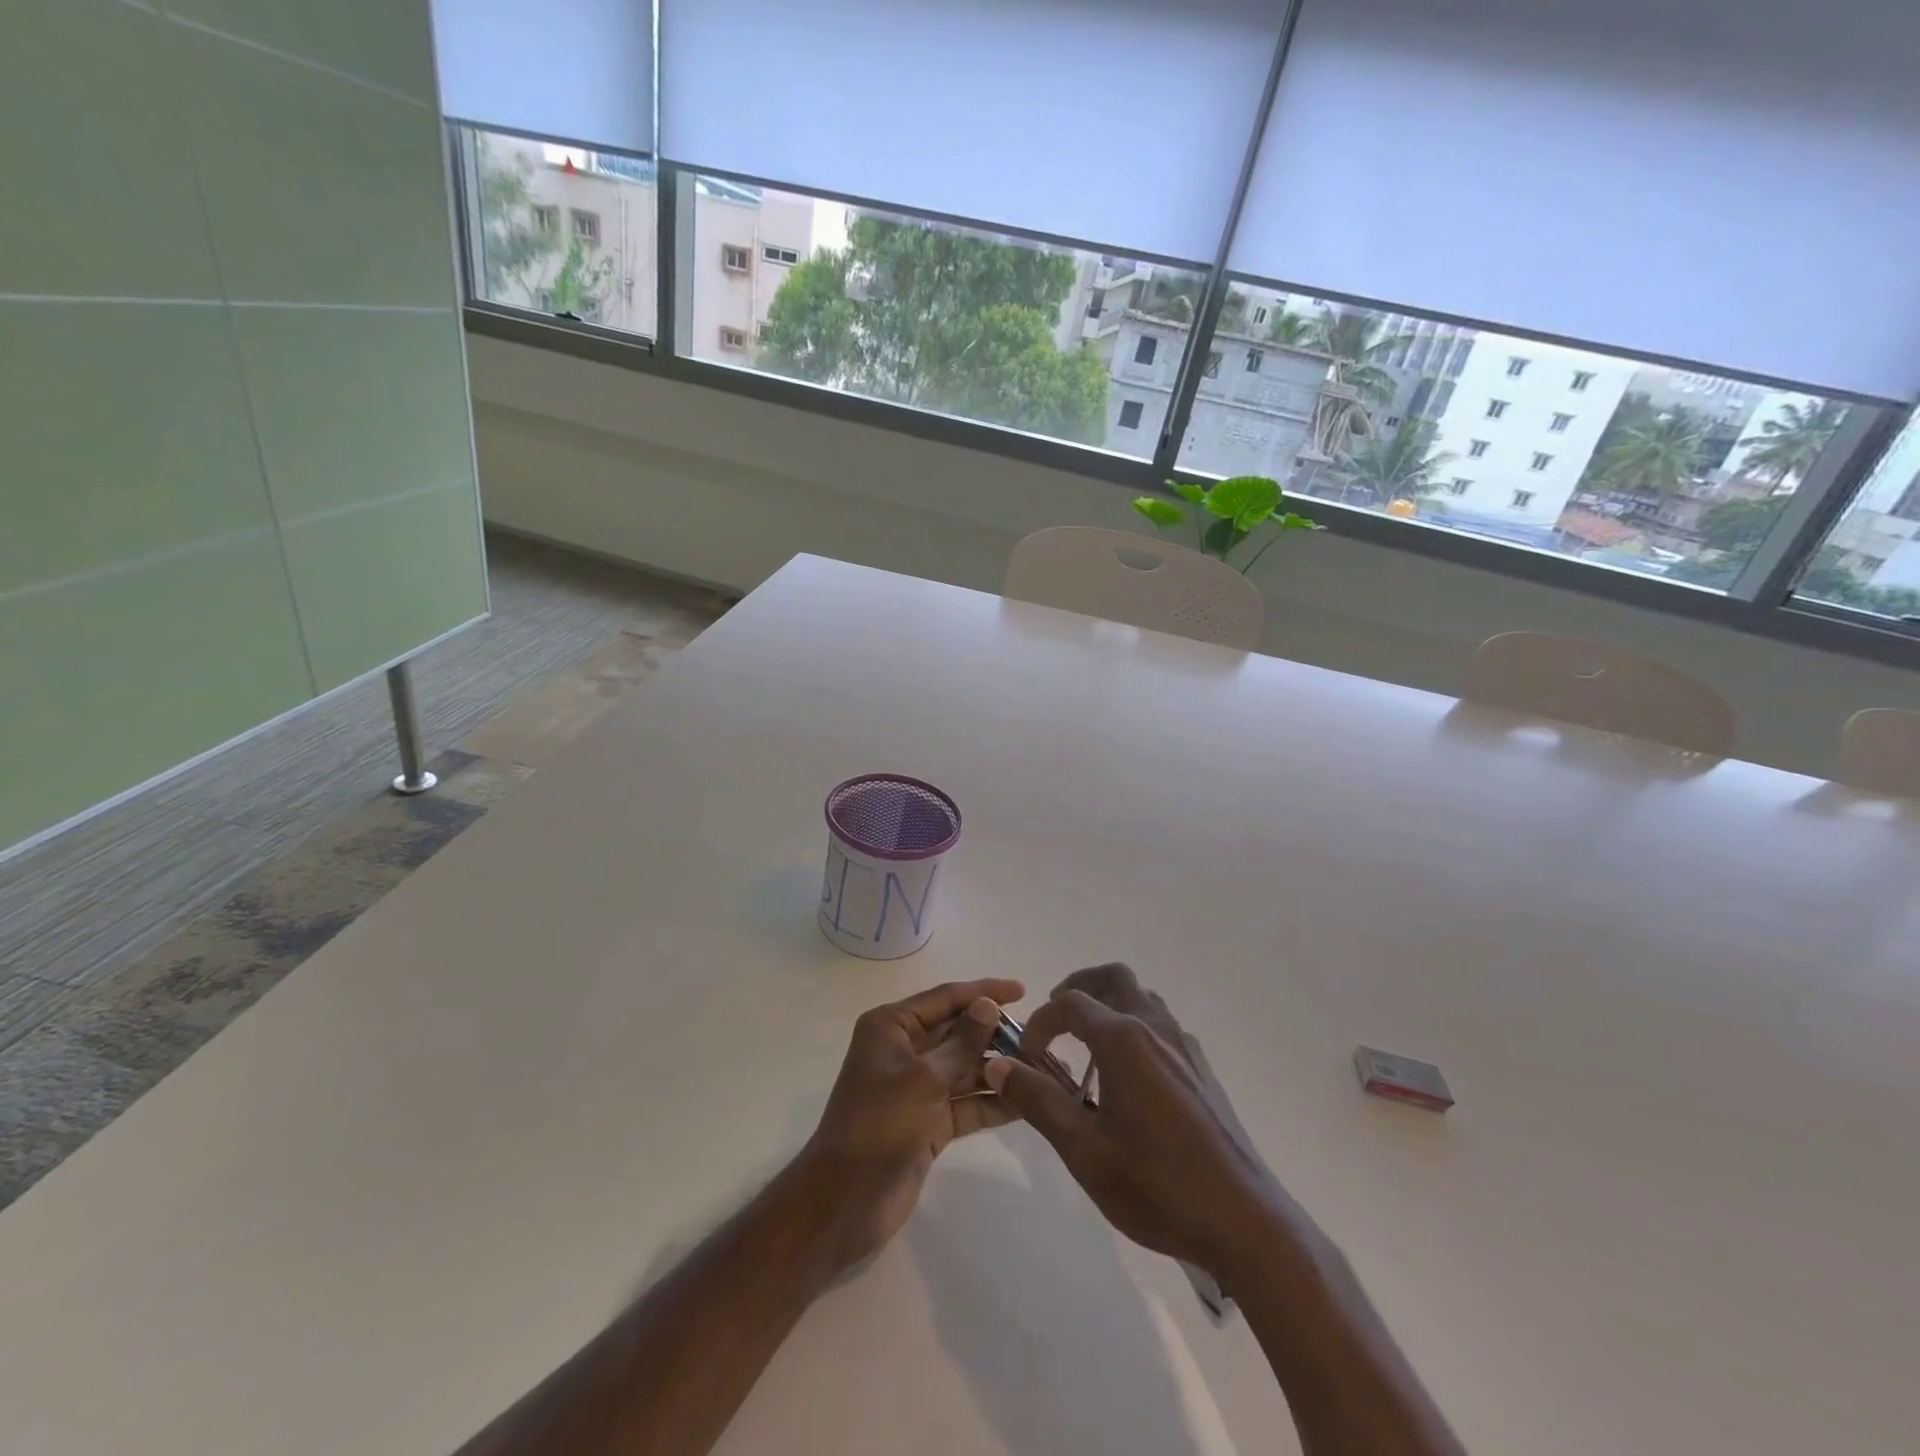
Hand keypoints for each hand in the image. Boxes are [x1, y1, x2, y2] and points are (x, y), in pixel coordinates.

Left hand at [796, 978, 1023, 1271]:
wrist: (846, 1201)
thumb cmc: (879, 1124)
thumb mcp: (924, 1078)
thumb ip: (962, 1042)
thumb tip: (989, 1004)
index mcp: (892, 1026)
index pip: (945, 998)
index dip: (983, 992)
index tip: (1022, 989)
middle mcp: (905, 1050)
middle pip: (958, 1032)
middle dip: (995, 1034)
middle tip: (1039, 1036)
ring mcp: (917, 1087)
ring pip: (965, 1069)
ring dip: (998, 1069)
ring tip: (1042, 1069)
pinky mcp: (929, 1122)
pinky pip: (967, 1103)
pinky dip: (991, 1102)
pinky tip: (1026, 1102)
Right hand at [984, 964, 1280, 1278]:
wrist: (1245, 1222)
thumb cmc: (1158, 1186)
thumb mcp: (1084, 1150)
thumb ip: (1038, 1101)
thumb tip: (998, 1064)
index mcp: (1124, 1041)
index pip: (1070, 1004)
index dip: (1040, 1022)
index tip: (1026, 1057)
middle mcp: (1155, 1029)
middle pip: (1113, 978)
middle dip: (1078, 987)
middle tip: (1056, 1021)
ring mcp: (1184, 1046)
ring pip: (1142, 998)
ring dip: (1109, 1005)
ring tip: (1087, 1045)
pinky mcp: (1201, 1069)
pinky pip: (1161, 1024)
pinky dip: (1134, 1026)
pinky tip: (1127, 1076)